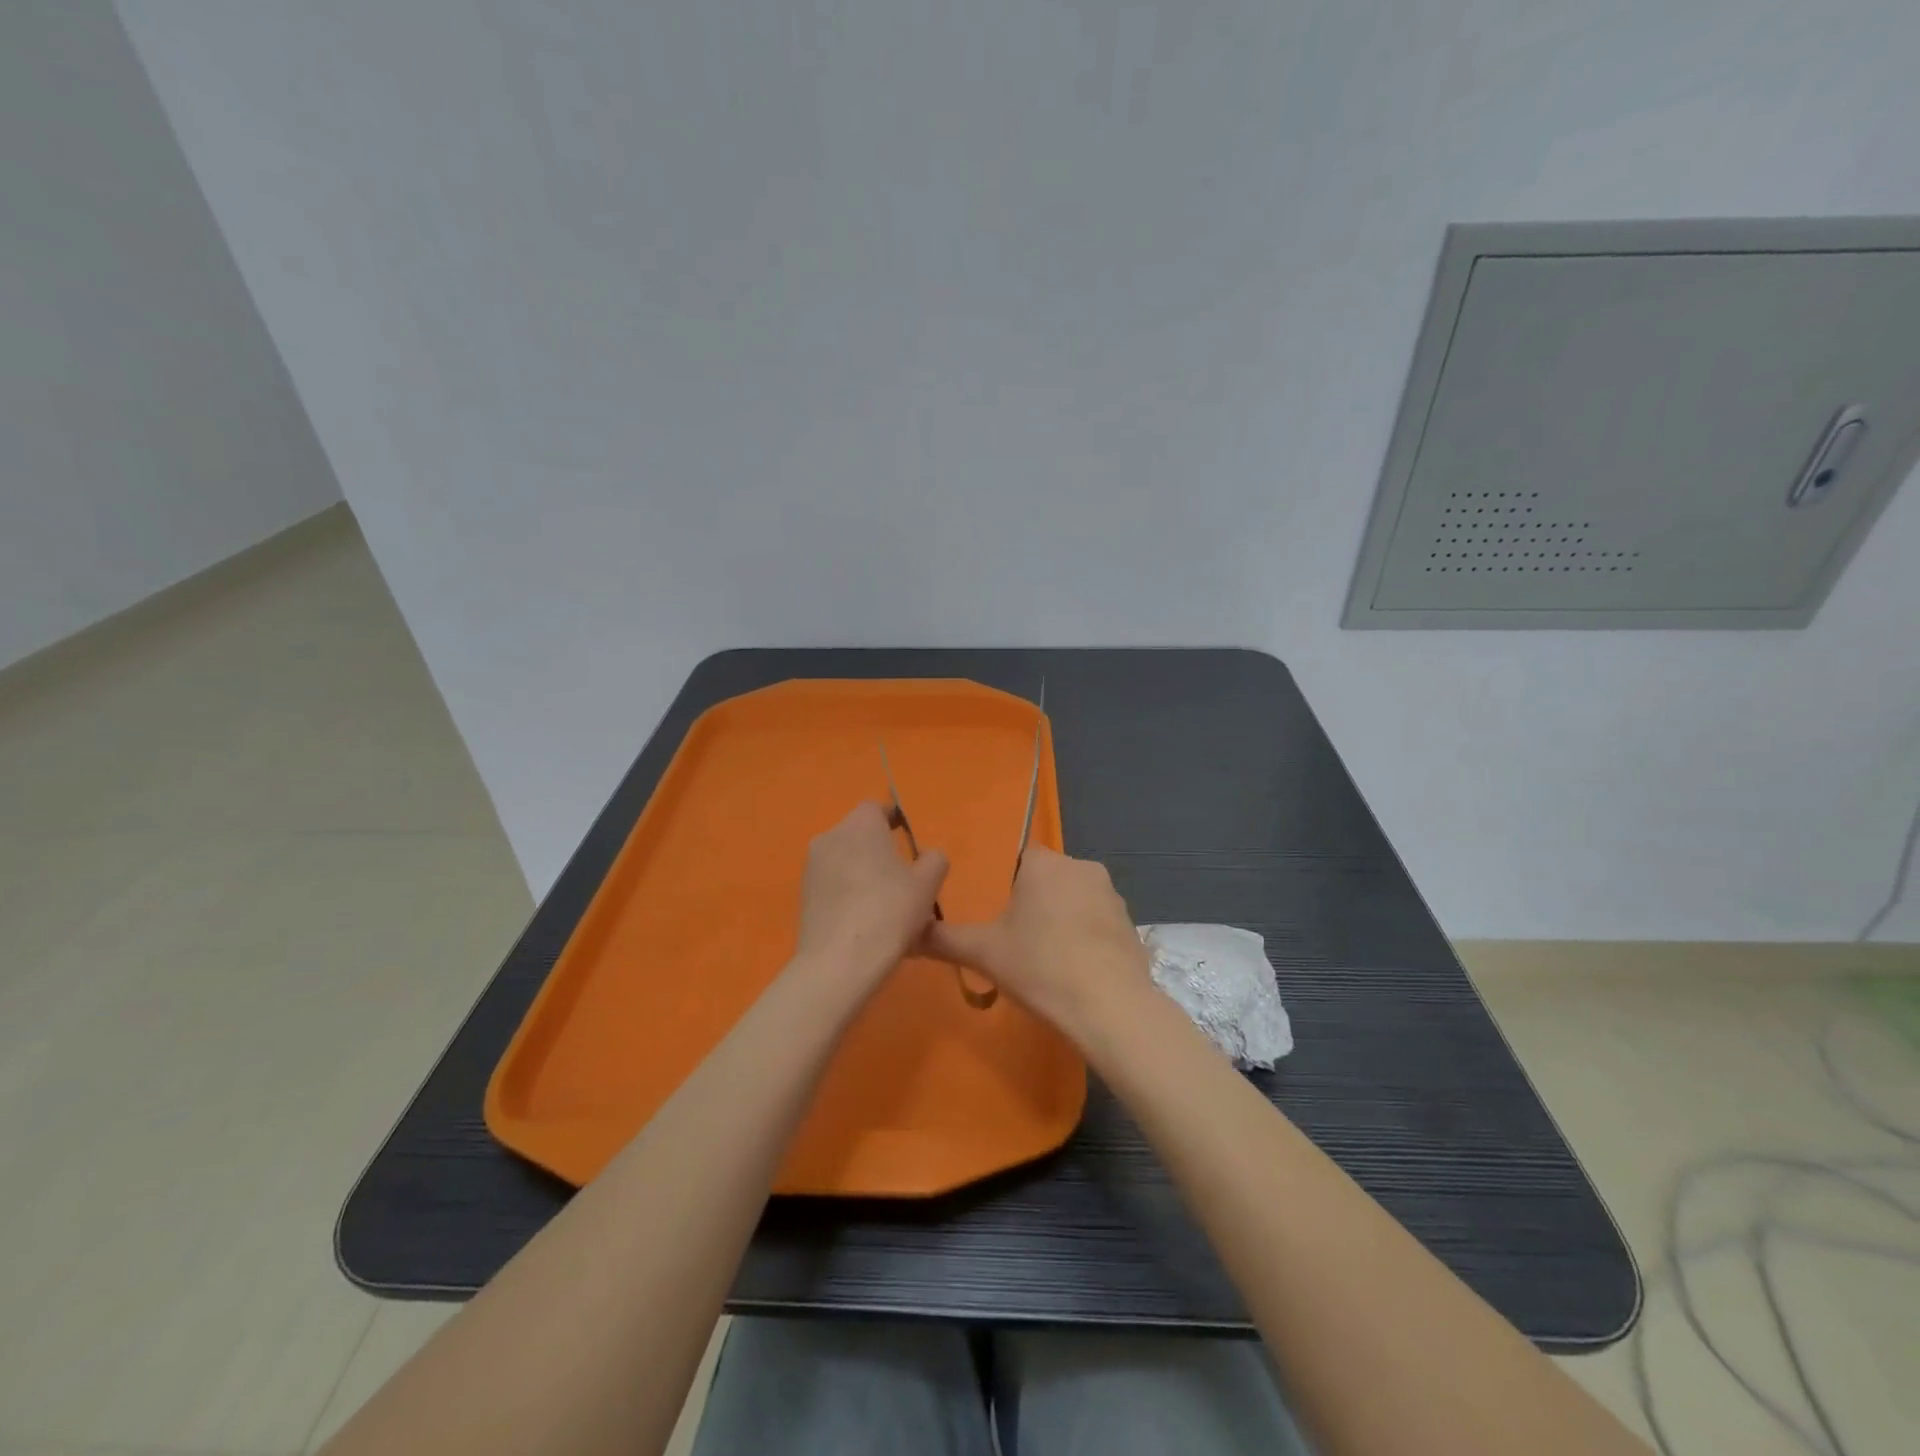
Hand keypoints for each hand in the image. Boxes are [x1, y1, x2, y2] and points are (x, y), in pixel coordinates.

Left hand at [795, 801, 948, 990]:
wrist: (839, 962)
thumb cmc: (889, 912)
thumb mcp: (927, 885)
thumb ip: (934, 860)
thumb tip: (928, 855)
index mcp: (860, 825)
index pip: (876, 808)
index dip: (892, 820)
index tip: (906, 838)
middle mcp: (830, 836)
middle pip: (858, 833)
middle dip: (877, 847)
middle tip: (900, 875)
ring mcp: (811, 867)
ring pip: (843, 858)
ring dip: (860, 870)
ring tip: (882, 901)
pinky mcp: (802, 895)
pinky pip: (831, 882)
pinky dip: (846, 891)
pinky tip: (862, 918)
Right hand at [925, 846, 1149, 1038]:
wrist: (1109, 1006)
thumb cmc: (1040, 966)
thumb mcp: (983, 953)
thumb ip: (942, 938)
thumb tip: (907, 932)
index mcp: (1043, 863)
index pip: (1018, 857)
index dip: (1006, 886)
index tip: (997, 915)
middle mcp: (1080, 865)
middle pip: (1047, 877)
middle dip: (1033, 902)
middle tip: (1016, 940)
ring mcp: (1111, 894)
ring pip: (1074, 898)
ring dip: (1061, 918)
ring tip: (1046, 959)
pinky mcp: (1130, 922)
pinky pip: (1097, 921)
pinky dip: (1085, 937)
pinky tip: (1075, 969)